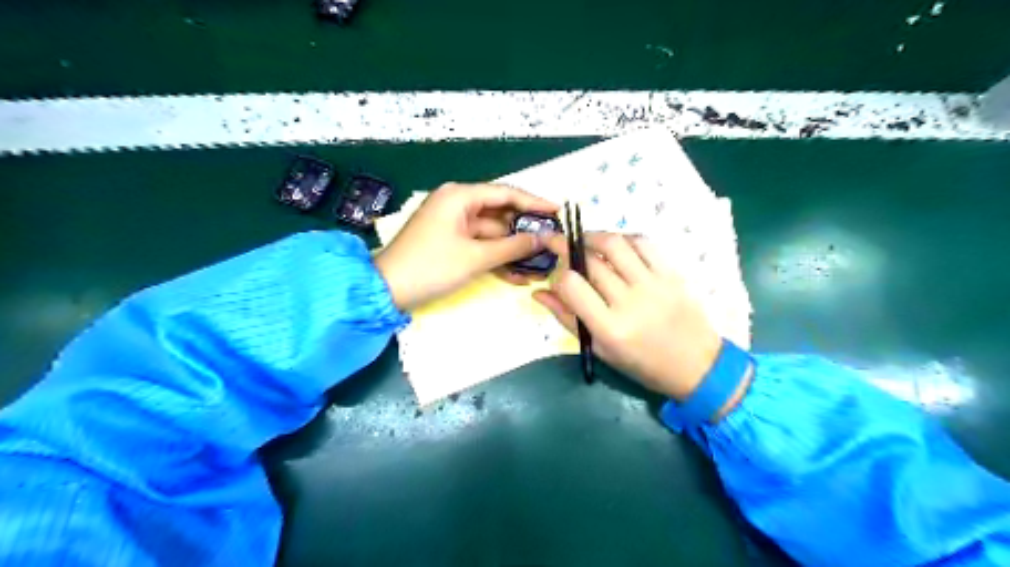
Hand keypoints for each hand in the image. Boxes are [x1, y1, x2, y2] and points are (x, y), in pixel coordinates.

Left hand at [375, 182, 556, 310]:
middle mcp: (457, 204)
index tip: (558, 211)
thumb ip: (512, 246)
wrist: (387, 291)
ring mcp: (454, 225)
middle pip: (501, 213)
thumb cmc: (431, 267)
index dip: (534, 202)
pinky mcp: (451, 242)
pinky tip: (518, 275)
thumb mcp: (475, 257)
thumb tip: (543, 239)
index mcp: (460, 196)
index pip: (506, 193)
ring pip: (493, 233)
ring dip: (513, 250)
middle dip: (525, 231)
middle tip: (552, 242)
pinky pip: (480, 245)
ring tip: (540, 264)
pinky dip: (496, 257)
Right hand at [537, 232, 747, 408]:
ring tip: (584, 240)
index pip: (571, 285)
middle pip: (591, 262)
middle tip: (560, 245)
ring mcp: (654, 284)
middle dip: (568, 248)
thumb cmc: (642, 364)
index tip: (556, 276)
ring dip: (593, 235)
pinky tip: (615, 245)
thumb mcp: (600, 349)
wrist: (696, 366)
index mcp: (609, 328)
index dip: (557, 275)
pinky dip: (623, 238)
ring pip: (615, 244)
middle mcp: (630, 302)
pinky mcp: (672, 273)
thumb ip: (567, 318)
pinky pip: (643, 243)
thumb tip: (538, 293)